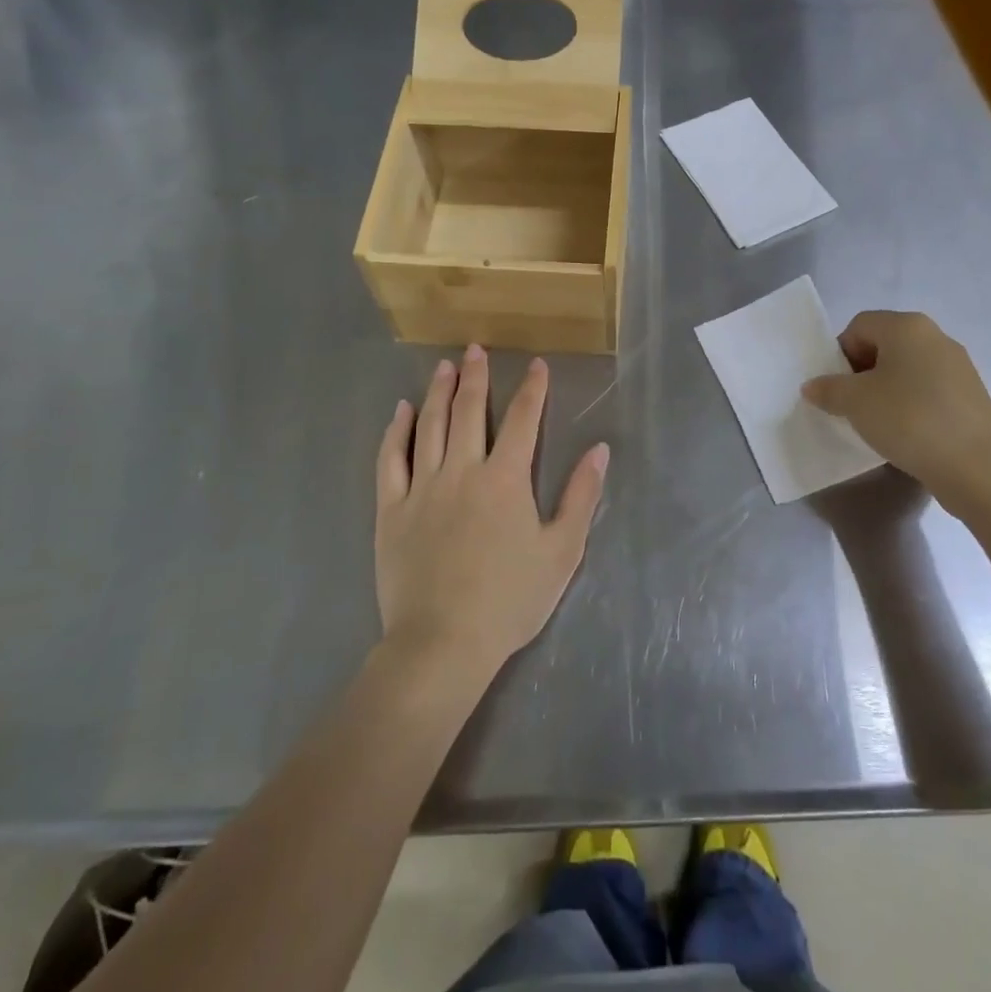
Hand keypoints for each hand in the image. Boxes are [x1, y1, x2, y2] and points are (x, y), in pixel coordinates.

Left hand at [374, 345, 608, 681]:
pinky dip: (396, 431)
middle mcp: (463, 470)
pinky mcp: (391, 508)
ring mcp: (422, 487)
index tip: (536, 365)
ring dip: (437, 392)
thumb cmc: (510, 599)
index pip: (522, 420)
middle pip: (468, 412)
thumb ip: (581, 497)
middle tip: (474, 349)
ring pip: (429, 426)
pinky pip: (391, 459)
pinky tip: (401, 411)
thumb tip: (599, 450)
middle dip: (475, 376)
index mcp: (505, 479)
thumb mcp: (562, 551)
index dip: (532, 390)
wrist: (443, 642)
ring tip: (443, 366)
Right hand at [801, 310, 990, 500]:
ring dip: (886, 391)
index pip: (859, 325)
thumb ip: (828, 389)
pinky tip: (907, 434)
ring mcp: (958, 367)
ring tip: (878, 423)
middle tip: (852, 405)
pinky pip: (928, 391)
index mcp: (906, 326)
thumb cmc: (909, 419)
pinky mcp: (971, 396)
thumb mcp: (855, 403)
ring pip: (907, 369)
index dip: (840, 353)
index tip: (836, 387)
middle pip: (884, 344)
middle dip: (862, 372)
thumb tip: (813, 386)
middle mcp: (935, 337)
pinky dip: (911, 406)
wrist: (978, 467)